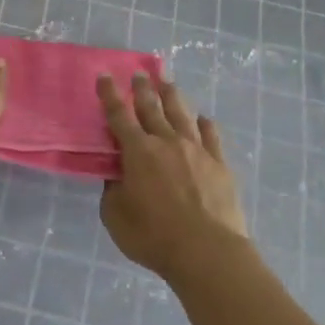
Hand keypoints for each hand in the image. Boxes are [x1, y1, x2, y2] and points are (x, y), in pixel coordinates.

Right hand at [98, 72, 249, 281]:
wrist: (207, 252)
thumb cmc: (153, 236)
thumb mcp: (115, 215)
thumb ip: (113, 189)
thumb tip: (117, 174)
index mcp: (138, 151)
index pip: (119, 115)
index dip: (109, 94)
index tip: (105, 75)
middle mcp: (167, 142)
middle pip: (152, 107)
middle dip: (143, 88)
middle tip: (140, 72)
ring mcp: (197, 150)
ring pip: (182, 114)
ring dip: (173, 96)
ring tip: (168, 82)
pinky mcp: (219, 164)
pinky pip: (211, 136)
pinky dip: (205, 125)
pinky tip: (204, 119)